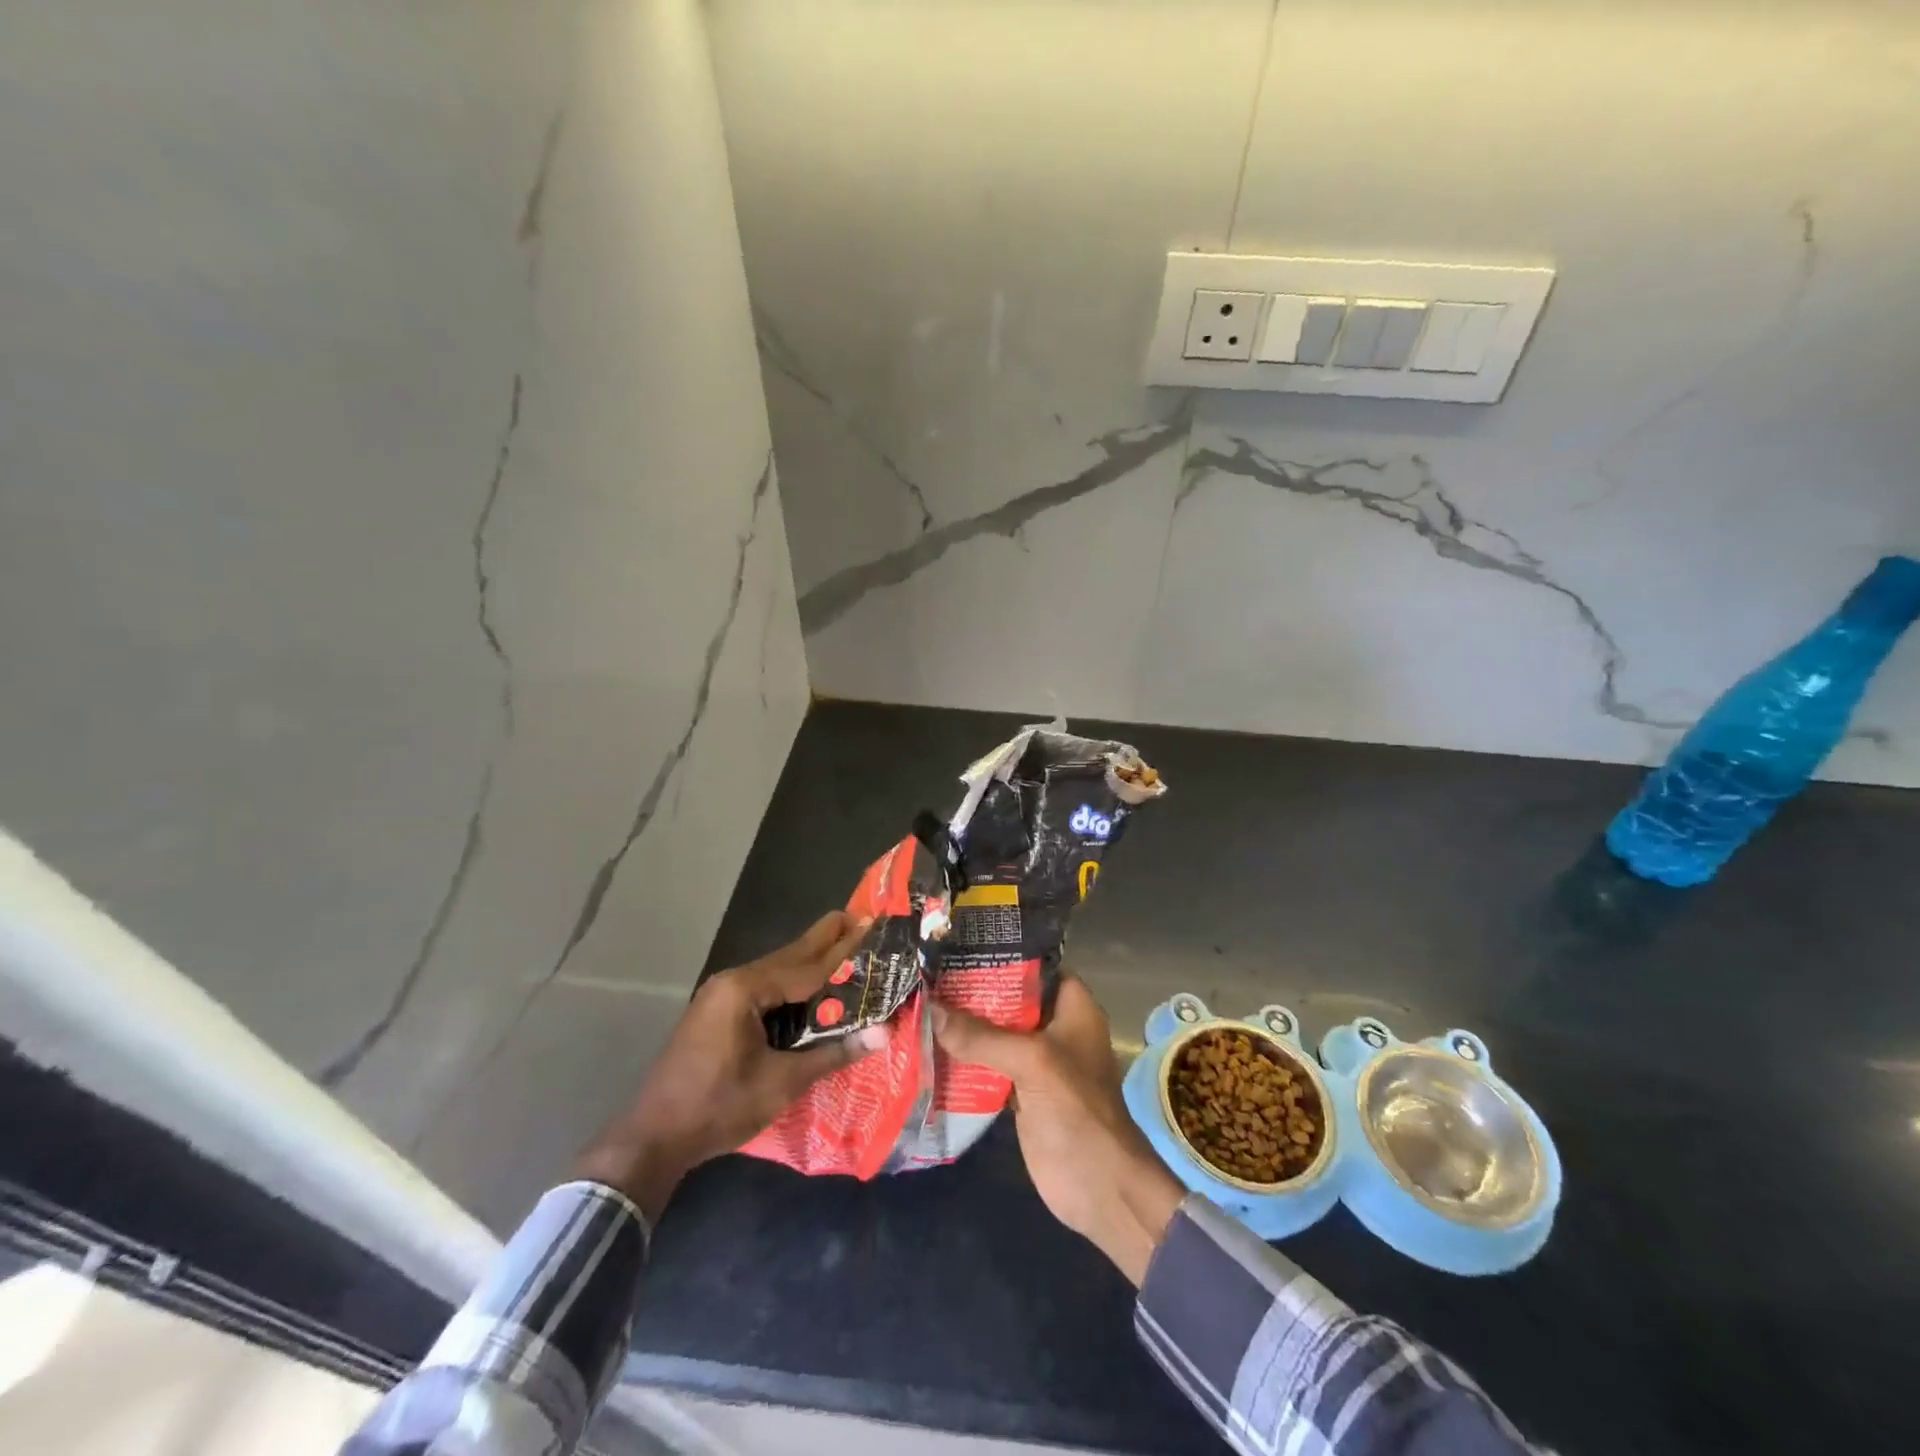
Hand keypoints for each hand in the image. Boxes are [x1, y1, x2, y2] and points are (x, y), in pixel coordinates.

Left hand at [576, 911, 889, 1219]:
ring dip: (809, 961)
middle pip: (789, 957)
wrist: (654, 1138)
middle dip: (825, 940)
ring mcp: (720, 995)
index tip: (871, 925)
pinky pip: (763, 987)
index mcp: (745, 989)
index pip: (806, 966)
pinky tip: (809, 985)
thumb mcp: (782, 1082)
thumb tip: (884, 1033)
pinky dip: (790, 982)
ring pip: (775, 971)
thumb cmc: (719, 1106)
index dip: (842, 950)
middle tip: (860, 919)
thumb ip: (832, 1053)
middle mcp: (731, 981)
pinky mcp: (717, 1012)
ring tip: (843, 945)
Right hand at [933, 977, 1184, 1285]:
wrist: (1098, 1187)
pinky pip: (988, 1064)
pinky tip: (929, 1045)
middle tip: (926, 972)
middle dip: (971, 990)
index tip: (956, 945)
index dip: (999, 954)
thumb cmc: (1076, 1109)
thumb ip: (981, 1035)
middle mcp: (1054, 1026)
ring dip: (963, 1024)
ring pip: (996, 1032)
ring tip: (919, 1001)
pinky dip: (964, 1057)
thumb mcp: (1031, 1061)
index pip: (1033, 965)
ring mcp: (1037, 1059)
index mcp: (1072, 1006)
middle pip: (1008, 999)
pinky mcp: (1020, 1090)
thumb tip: (930, 1009)